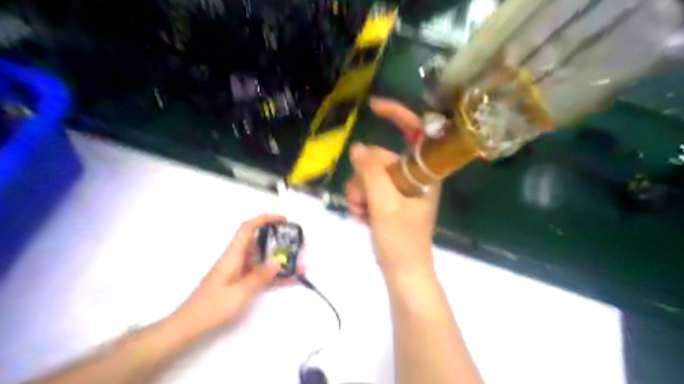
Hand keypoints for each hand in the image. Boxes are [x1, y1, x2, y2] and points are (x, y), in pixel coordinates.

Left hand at [169, 212, 299, 338]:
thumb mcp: (239, 293)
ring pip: (263, 259)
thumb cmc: (212, 307)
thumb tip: (278, 261)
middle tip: (297, 245)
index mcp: (233, 255)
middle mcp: (236, 259)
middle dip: (279, 241)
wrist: (190, 326)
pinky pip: (261, 274)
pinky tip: (290, 280)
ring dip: (280, 260)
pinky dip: (275, 275)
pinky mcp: (241, 283)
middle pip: (259, 242)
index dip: (265, 219)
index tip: (283, 220)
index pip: (248, 228)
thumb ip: (259, 276)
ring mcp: (239, 271)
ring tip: (299, 265)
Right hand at [344, 97, 440, 274]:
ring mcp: (402, 189)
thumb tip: (358, 148)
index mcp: (424, 174)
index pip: (416, 133)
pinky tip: (361, 216)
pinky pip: (370, 189)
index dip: (398, 115)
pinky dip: (361, 200)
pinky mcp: (391, 200)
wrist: (403, 272)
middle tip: (359, 201)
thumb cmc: (401, 241)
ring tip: (360, 213)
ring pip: (371, 175)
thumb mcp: (384, 205)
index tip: (374, 107)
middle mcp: (414, 177)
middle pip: (380, 159)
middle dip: (363, 177)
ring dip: (359, 192)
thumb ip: (371, 173)